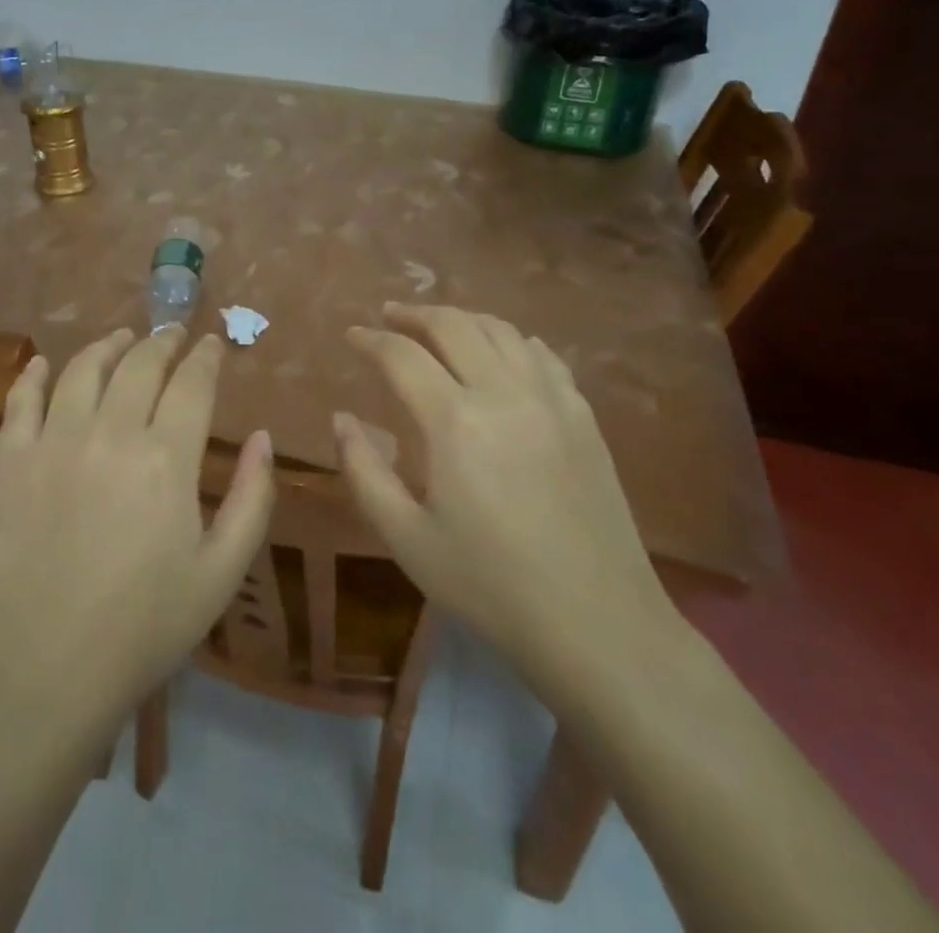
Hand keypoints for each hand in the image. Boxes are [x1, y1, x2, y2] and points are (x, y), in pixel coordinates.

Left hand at [0, 326, 274, 738]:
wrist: (49, 672)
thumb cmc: (148, 625)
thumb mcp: (223, 570)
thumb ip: (254, 498)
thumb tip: (263, 437)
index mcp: (167, 458)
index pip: (192, 382)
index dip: (207, 357)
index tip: (214, 343)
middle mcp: (110, 433)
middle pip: (140, 364)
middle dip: (163, 342)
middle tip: (174, 334)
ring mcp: (54, 443)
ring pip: (82, 370)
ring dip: (108, 345)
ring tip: (123, 338)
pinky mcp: (12, 463)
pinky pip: (20, 402)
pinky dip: (33, 375)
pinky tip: (44, 362)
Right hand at [335, 304, 679, 693]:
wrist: (597, 623)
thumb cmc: (490, 585)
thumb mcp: (407, 538)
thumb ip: (364, 471)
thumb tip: (341, 418)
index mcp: (454, 421)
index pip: (402, 355)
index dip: (370, 340)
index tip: (351, 335)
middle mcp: (503, 392)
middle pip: (453, 325)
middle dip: (414, 314)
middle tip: (389, 316)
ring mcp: (550, 399)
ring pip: (501, 330)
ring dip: (462, 319)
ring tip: (439, 328)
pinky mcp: (582, 416)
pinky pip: (542, 356)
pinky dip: (512, 341)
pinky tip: (503, 353)